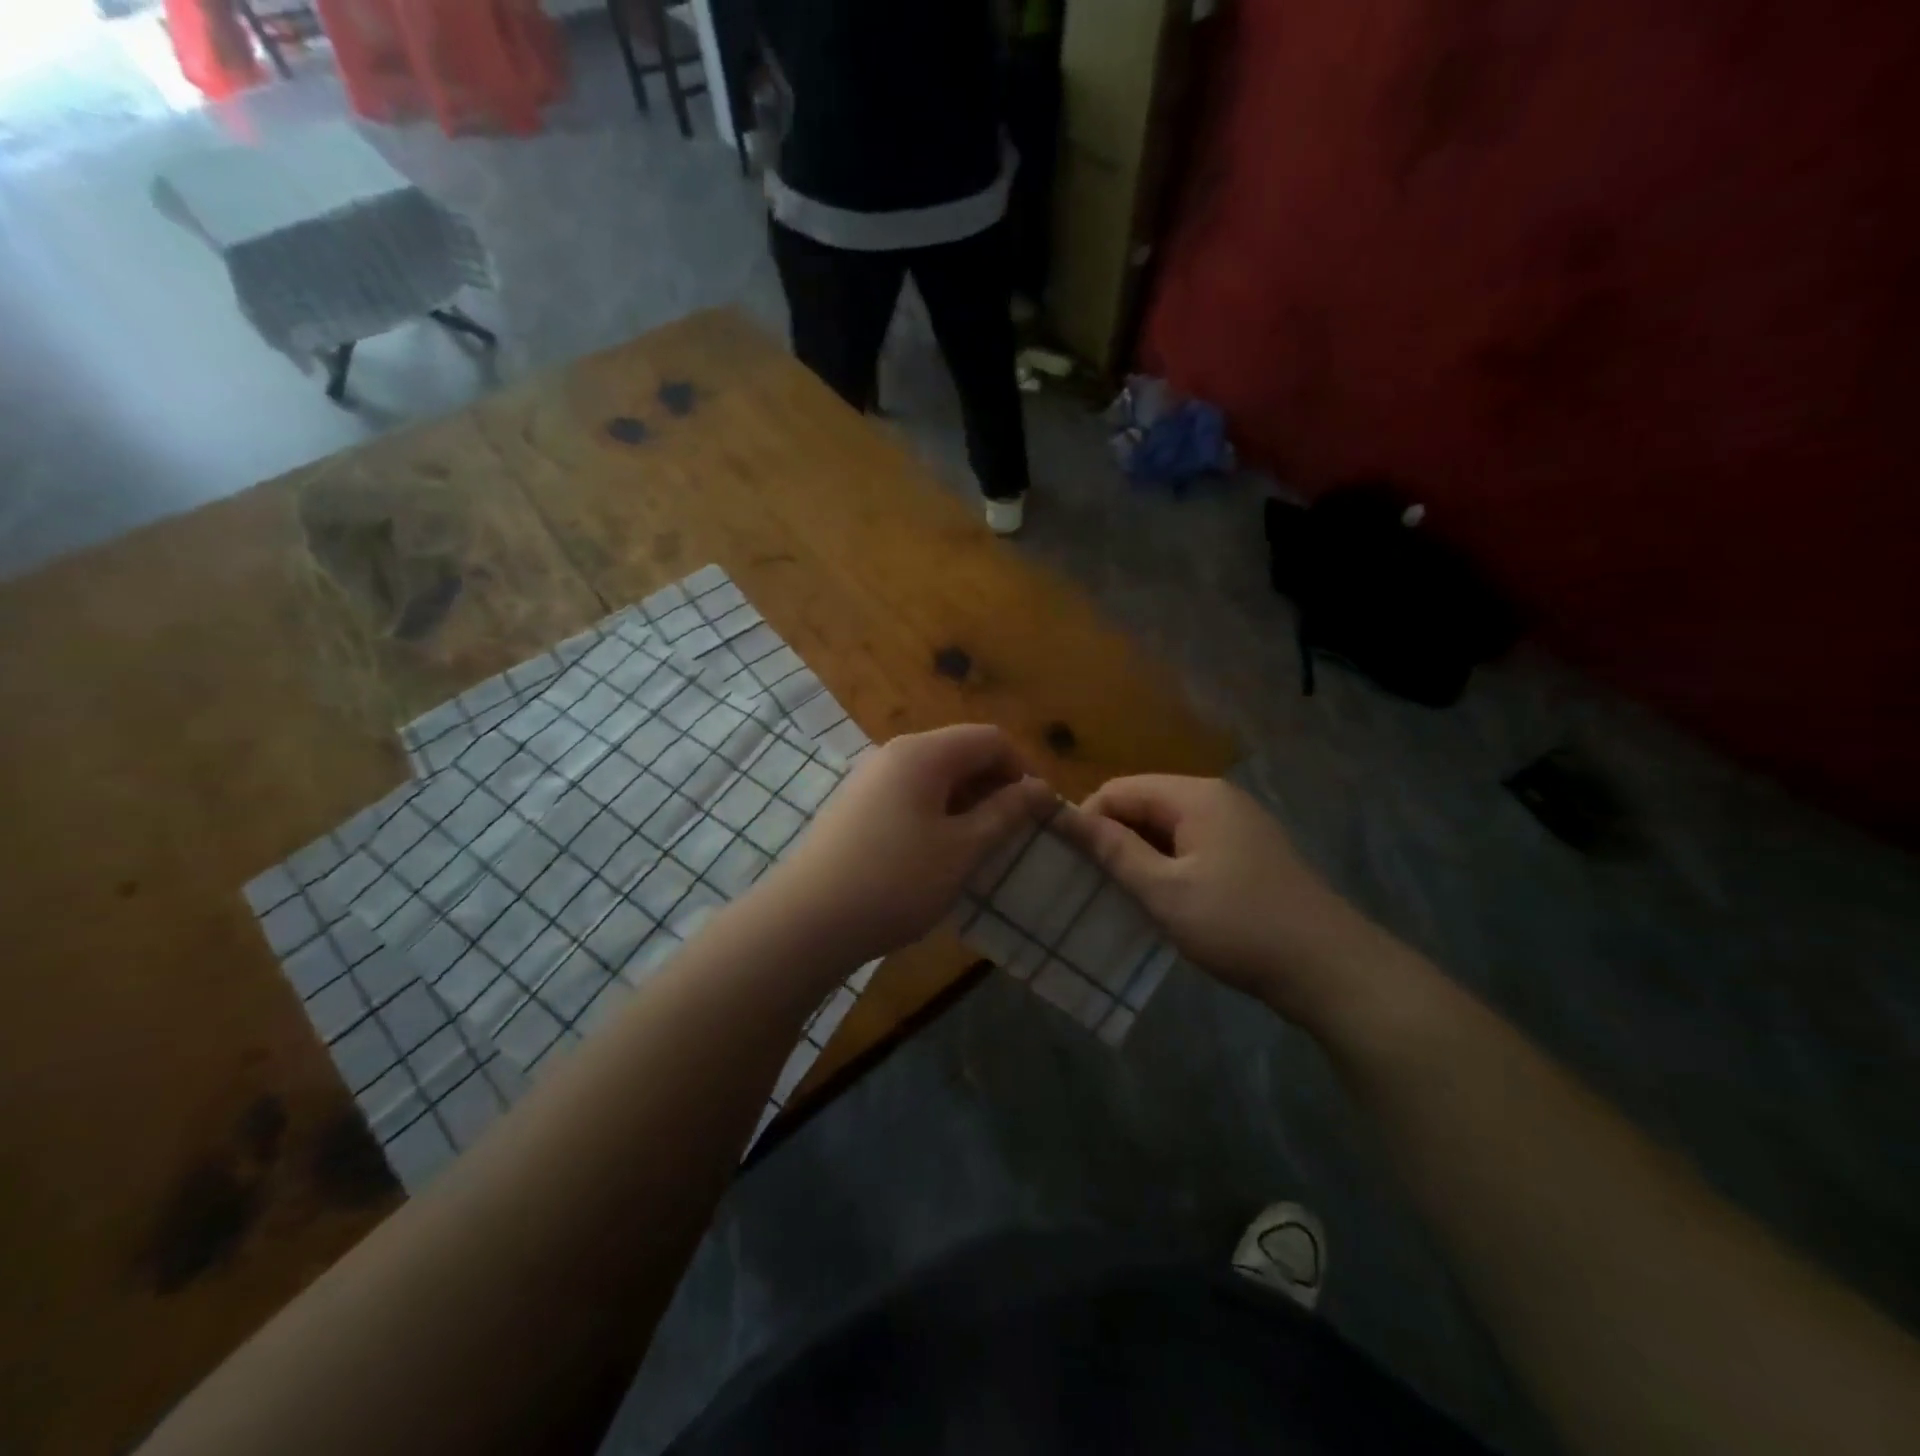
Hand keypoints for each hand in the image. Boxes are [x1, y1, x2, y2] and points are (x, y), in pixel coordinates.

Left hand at [756, 725, 1055, 967]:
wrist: (807, 920)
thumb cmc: (896, 881)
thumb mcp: (963, 849)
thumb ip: (1006, 813)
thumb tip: (1041, 787)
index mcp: (923, 753)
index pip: (990, 738)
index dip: (1022, 769)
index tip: (1037, 813)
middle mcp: (894, 754)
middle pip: (961, 753)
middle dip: (994, 787)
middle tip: (1011, 834)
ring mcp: (869, 779)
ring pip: (935, 777)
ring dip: (966, 804)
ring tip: (979, 848)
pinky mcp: (855, 806)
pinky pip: (909, 796)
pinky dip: (936, 814)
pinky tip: (937, 855)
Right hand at [1054, 775, 1382, 1018]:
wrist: (1330, 969)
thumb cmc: (1238, 925)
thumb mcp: (1164, 890)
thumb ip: (1111, 849)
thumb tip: (1060, 813)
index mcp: (1195, 795)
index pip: (1118, 790)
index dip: (1086, 821)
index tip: (1068, 865)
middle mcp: (1216, 798)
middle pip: (1143, 804)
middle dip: (1112, 839)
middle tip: (1089, 885)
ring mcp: (1236, 824)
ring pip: (1165, 828)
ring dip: (1138, 856)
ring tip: (1118, 896)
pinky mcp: (1248, 852)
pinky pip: (1190, 846)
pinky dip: (1166, 866)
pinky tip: (1160, 901)